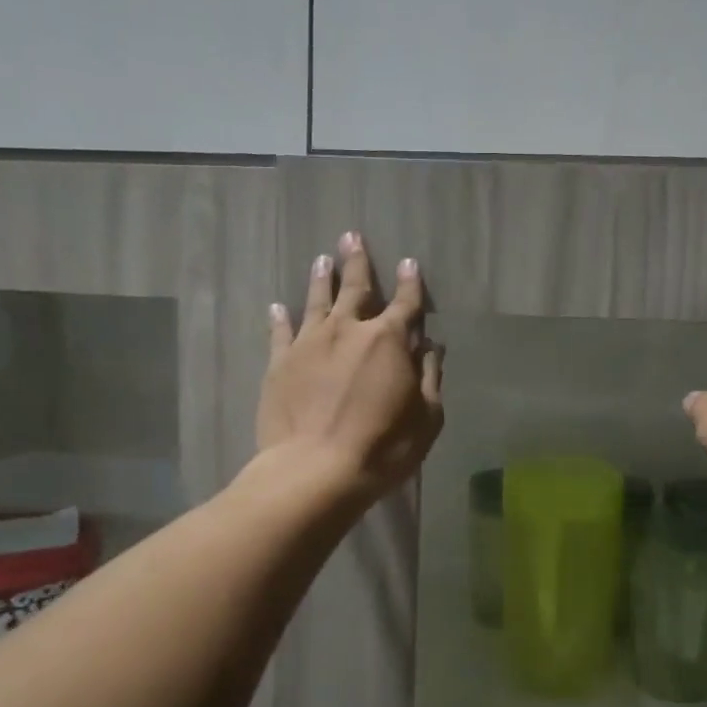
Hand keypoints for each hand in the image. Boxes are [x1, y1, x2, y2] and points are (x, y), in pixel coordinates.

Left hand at [258, 231, 444, 500]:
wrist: (316, 470)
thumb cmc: (382, 446)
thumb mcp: (426, 417)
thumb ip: (429, 377)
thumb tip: (430, 348)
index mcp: (389, 340)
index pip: (405, 303)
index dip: (410, 283)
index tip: (409, 263)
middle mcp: (348, 330)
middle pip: (356, 288)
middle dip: (357, 262)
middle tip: (352, 236)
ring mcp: (310, 344)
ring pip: (316, 301)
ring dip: (321, 279)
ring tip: (322, 259)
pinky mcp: (280, 364)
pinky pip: (280, 333)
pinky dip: (280, 318)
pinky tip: (277, 307)